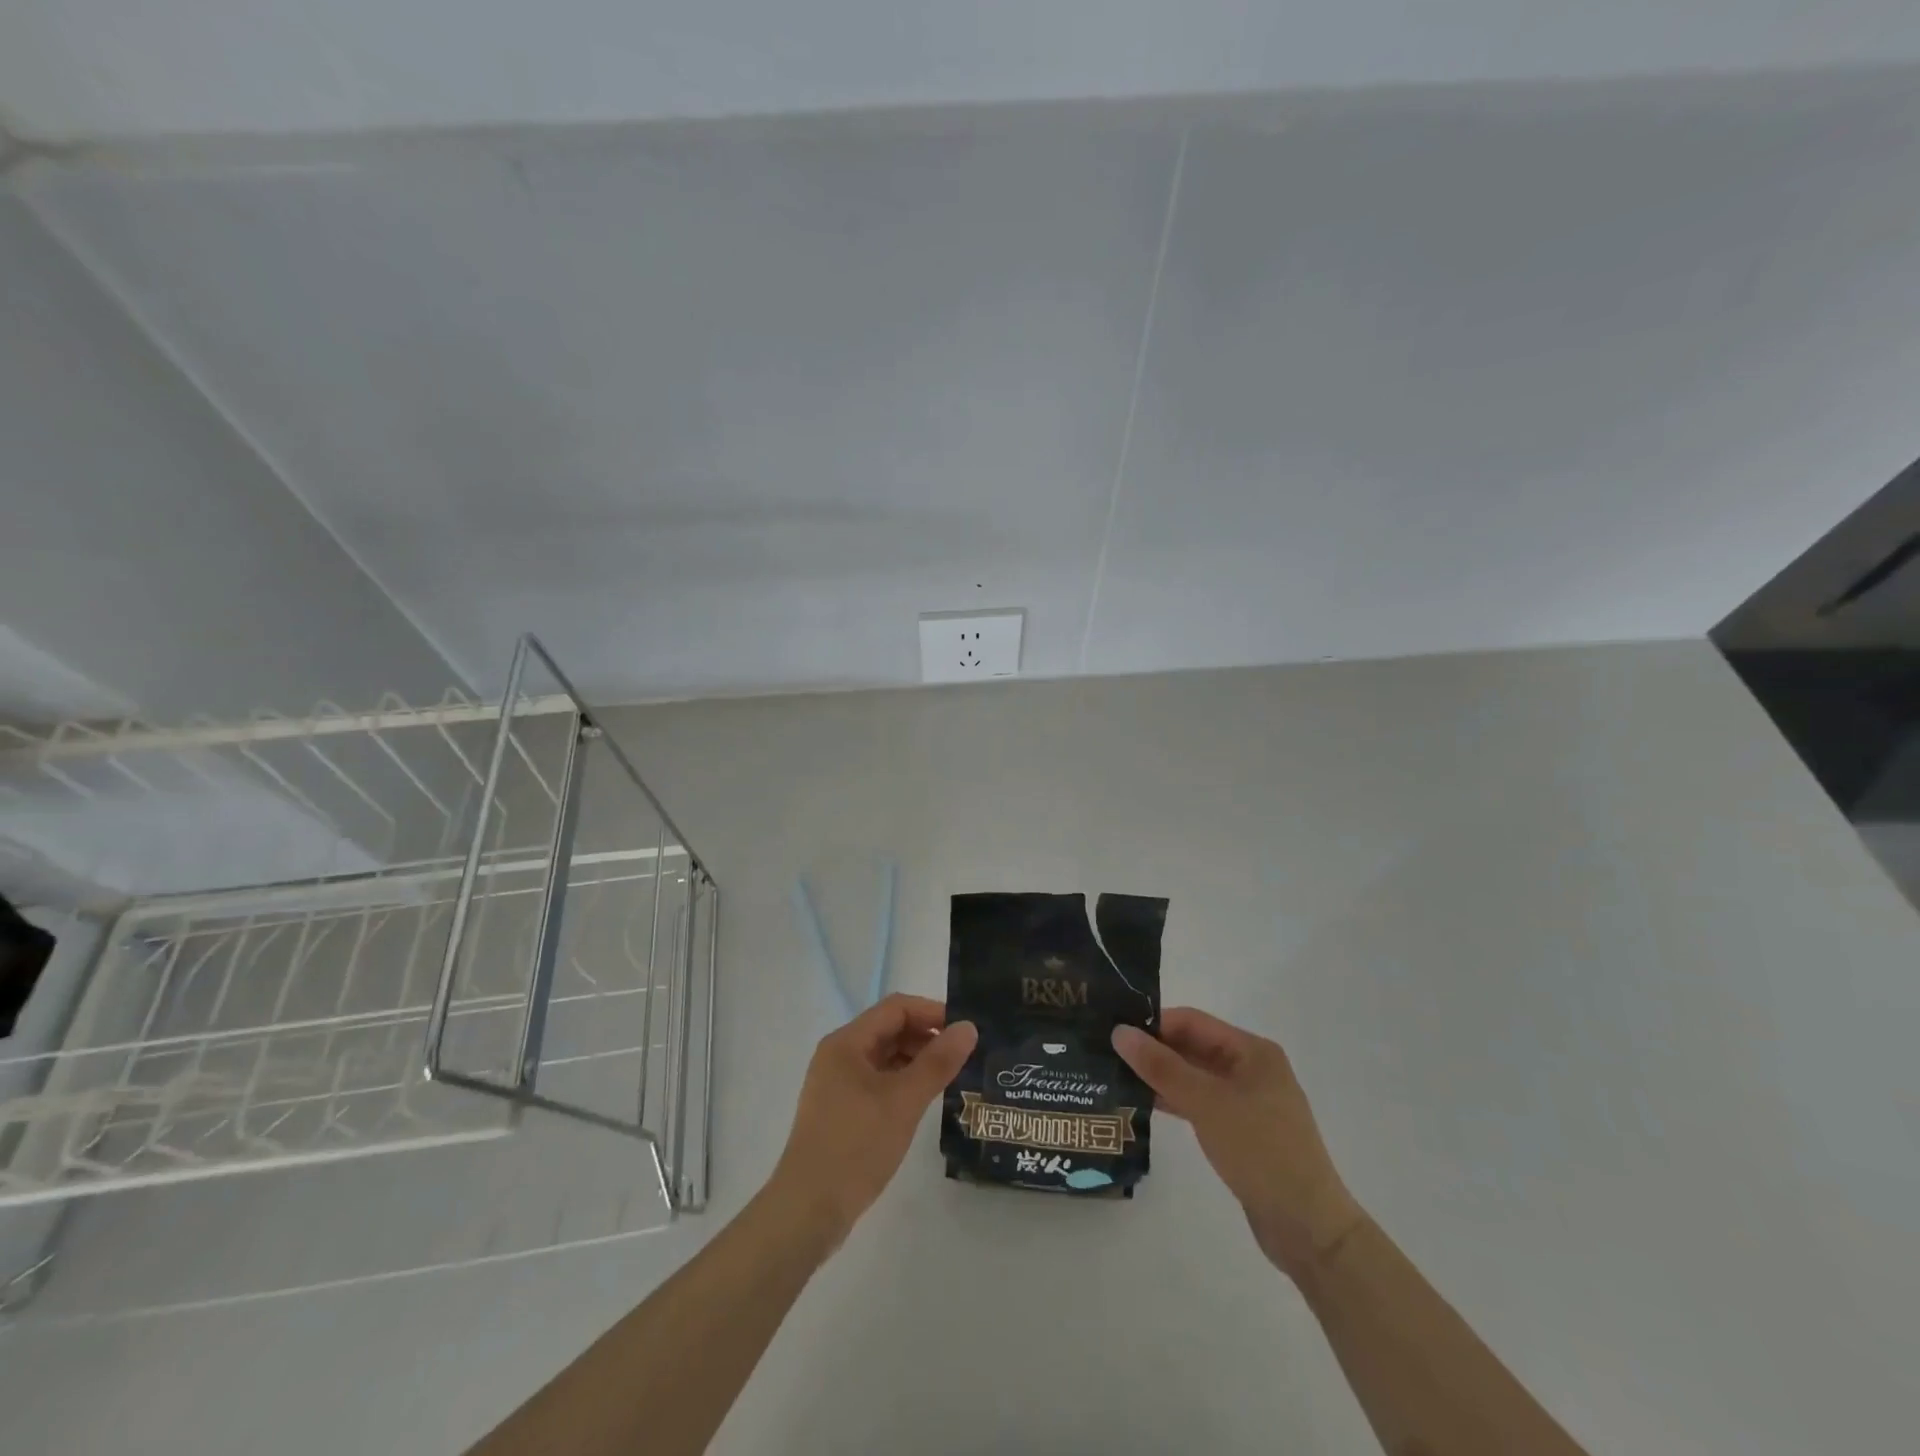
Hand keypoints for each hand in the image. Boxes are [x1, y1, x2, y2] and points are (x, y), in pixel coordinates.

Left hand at [768, 994, 976, 1249]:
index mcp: (847, 1042)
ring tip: (951, 1077)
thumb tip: (969, 1027)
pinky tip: (924, 1101)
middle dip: (926, 1037)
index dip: (932, 1013)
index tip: (966, 1030)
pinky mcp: (840, 1111)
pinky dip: (902, 1083)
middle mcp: (839, 1055)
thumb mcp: (904, 1101)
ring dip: (916, 1061)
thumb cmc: (856, 1146)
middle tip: (964, 1056)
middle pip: (889, 1030)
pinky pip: (878, 1082)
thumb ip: (938, 1061)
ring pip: (884, 1057)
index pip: (896, 1008)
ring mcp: (837, 1084)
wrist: (808, 1211)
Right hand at [1113, 1008, 1364, 1279]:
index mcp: (1252, 1051)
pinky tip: (1143, 1105)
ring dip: (1160, 1077)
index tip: (1114, 1031)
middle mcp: (1251, 1068)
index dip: (1154, 1024)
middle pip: (1193, 1047)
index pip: (1192, 1022)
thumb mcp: (1207, 1103)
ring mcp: (1247, 1102)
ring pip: (1194, 1077)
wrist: (1309, 1229)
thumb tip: (1119, 1032)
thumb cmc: (1261, 1152)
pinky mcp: (1241, 1131)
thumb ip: (1162, 1067)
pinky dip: (1174, 1101)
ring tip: (1116, 1077)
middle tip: (1108, 1053)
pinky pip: (1200, 1103)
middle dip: (1154, 1050)